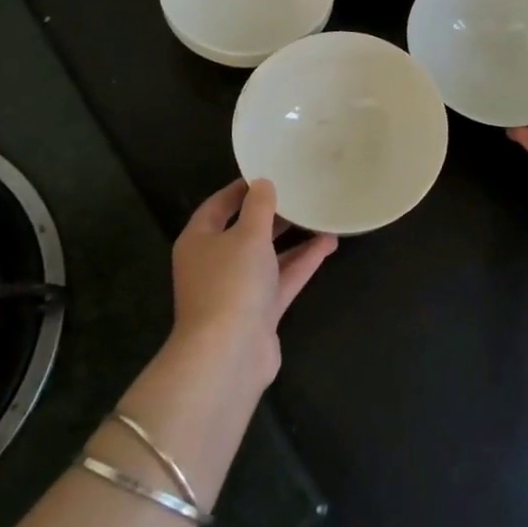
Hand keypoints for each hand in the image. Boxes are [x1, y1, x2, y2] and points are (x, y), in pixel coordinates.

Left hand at [169, 179, 336, 385]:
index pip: (218, 205)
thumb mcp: (247, 235)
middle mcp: (215, 263)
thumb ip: (259, 206)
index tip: (268, 172)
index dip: (241, 188)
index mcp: (199, 240)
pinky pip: (283, 279)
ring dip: (293, 238)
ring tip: (321, 216)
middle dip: (272, 214)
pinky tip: (328, 244)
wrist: (229, 354)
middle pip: (245, 231)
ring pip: (268, 256)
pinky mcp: (260, 311)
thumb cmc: (231, 283)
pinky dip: (303, 262)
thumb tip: (263, 184)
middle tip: (300, 192)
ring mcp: (238, 290)